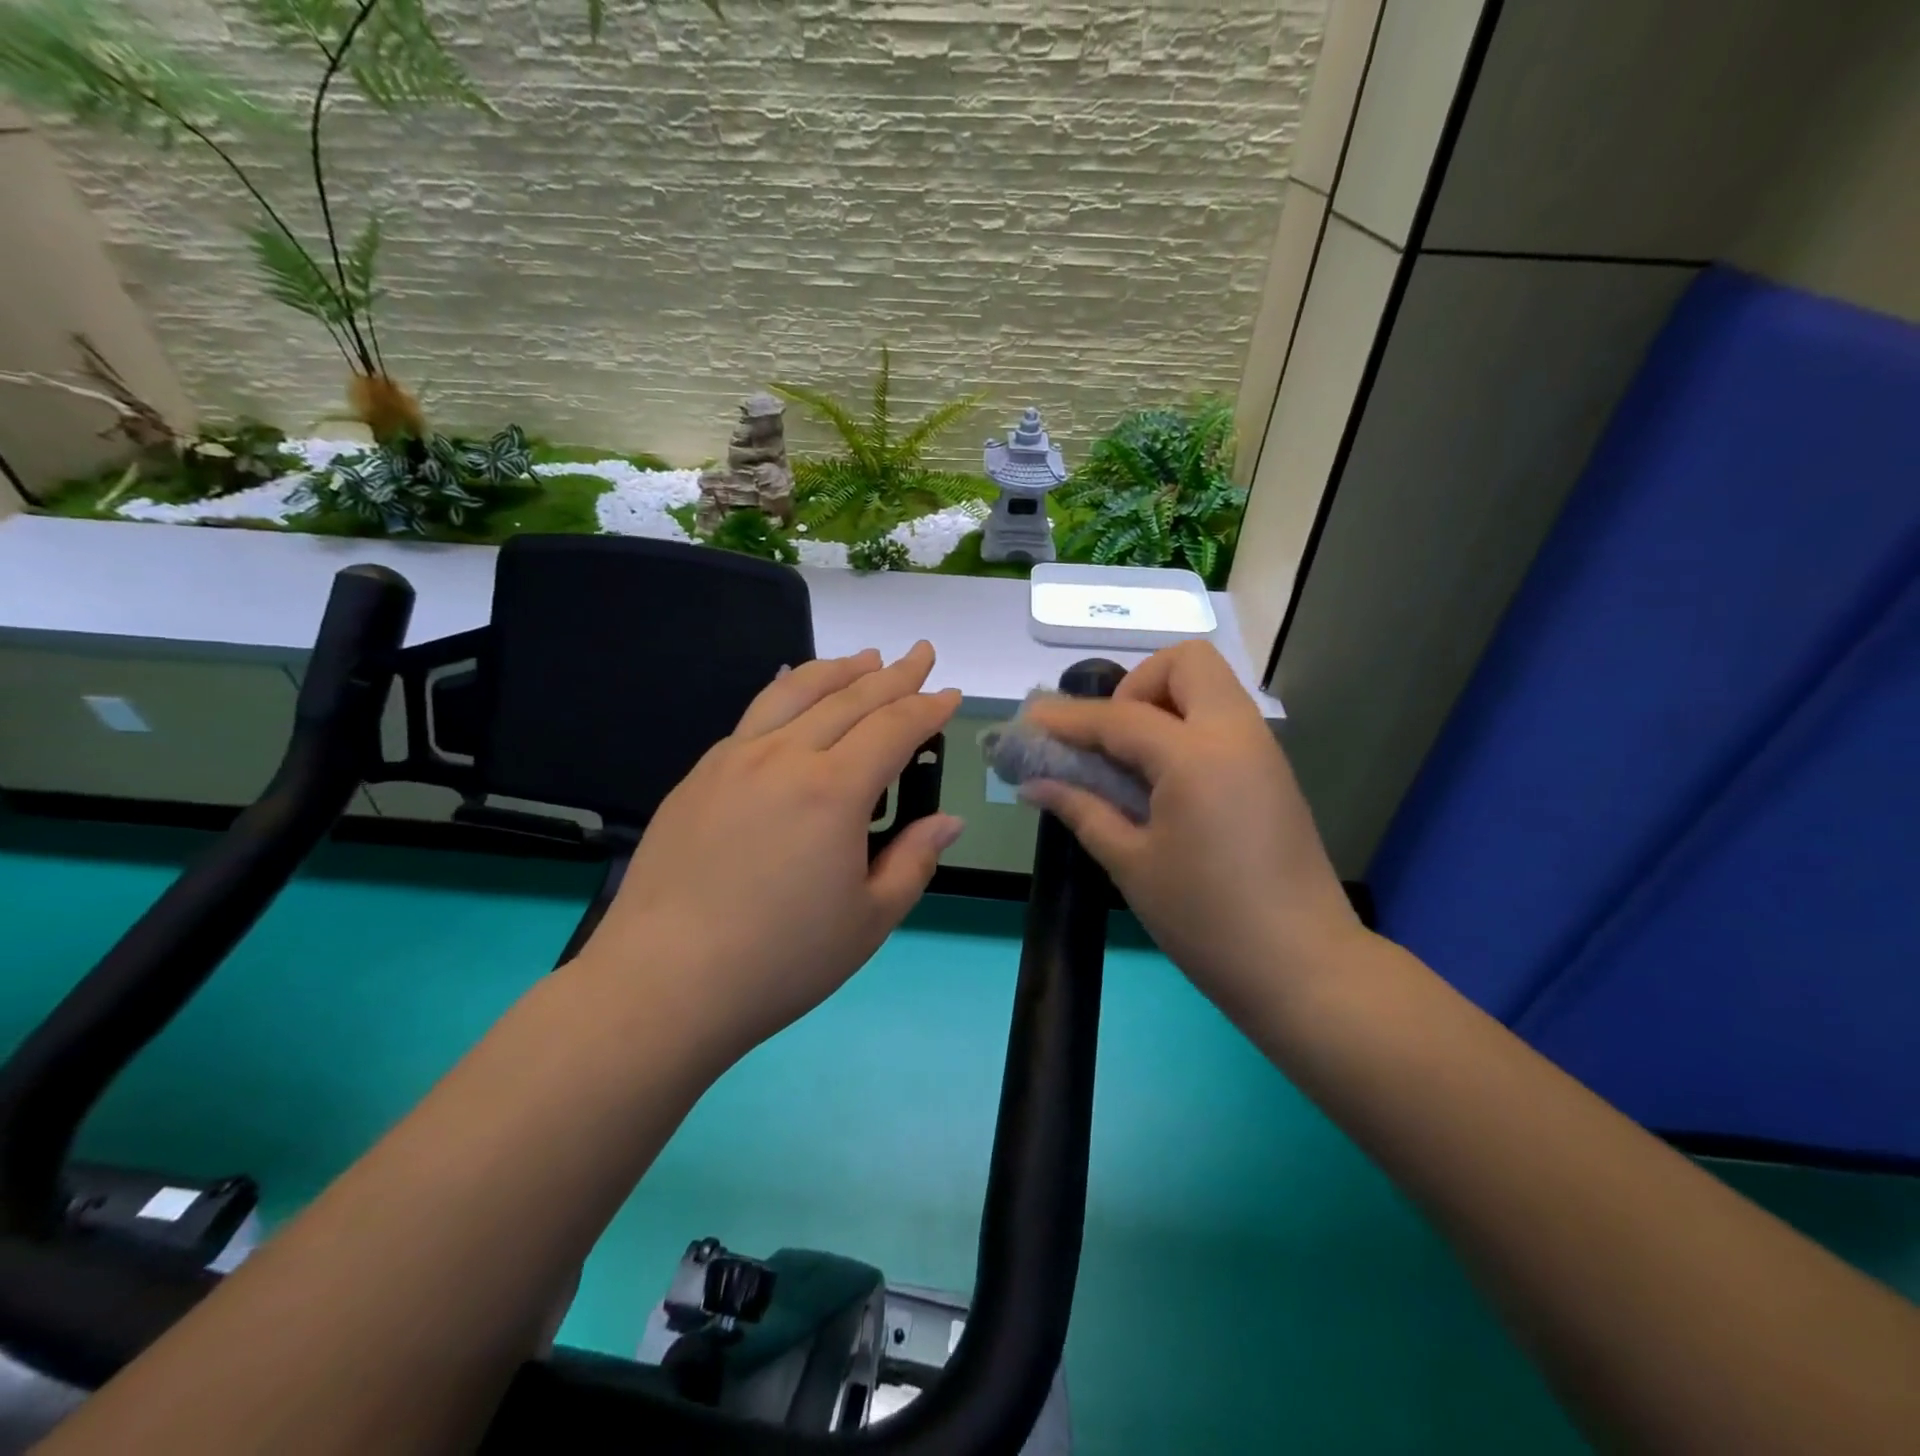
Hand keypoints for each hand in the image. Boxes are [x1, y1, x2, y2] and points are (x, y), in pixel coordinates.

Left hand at [577, 643, 963, 1067]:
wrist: (663, 982)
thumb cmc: (780, 960)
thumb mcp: (869, 920)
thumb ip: (914, 861)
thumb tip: (947, 821)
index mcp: (833, 791)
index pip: (894, 728)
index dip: (928, 708)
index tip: (951, 694)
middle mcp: (785, 757)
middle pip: (850, 698)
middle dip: (894, 674)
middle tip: (921, 654)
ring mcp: (734, 759)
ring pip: (795, 693)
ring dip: (839, 670)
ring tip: (867, 658)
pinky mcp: (699, 775)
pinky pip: (755, 714)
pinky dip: (787, 692)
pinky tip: (794, 693)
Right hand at [1021, 641, 1360, 1028]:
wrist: (1303, 968)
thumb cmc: (1206, 920)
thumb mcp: (1131, 864)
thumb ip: (1082, 810)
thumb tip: (1035, 784)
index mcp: (1197, 757)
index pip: (1120, 717)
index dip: (1068, 719)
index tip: (1030, 722)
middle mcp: (1236, 735)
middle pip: (1187, 663)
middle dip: (1137, 685)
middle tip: (1110, 739)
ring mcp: (1262, 751)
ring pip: (1211, 687)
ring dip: (1163, 703)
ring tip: (1130, 760)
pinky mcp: (1273, 773)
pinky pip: (1224, 721)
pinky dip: (1187, 728)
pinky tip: (1163, 780)